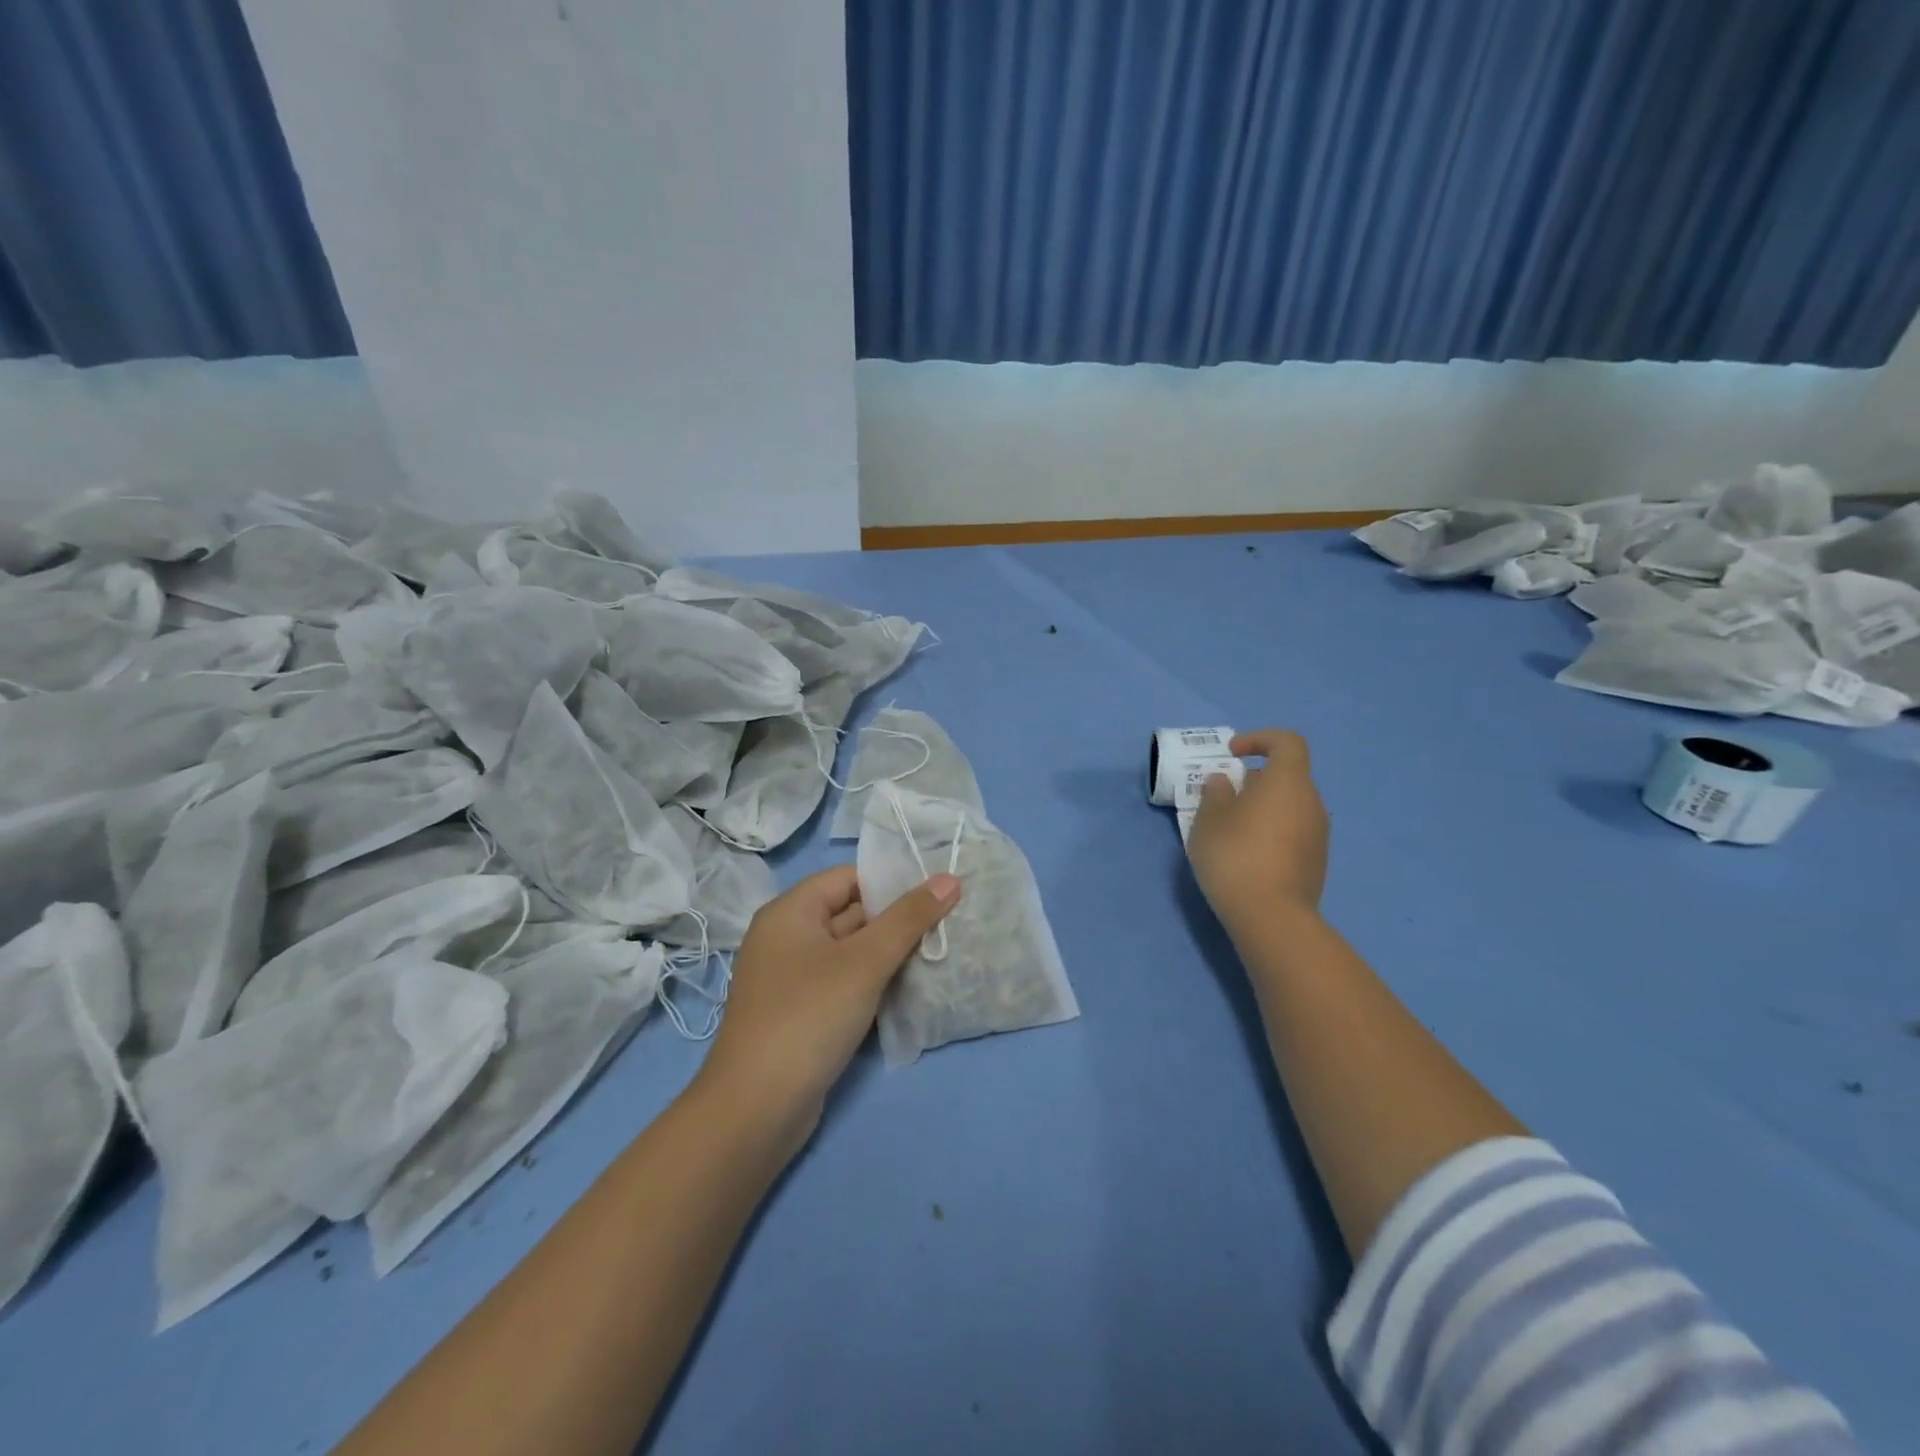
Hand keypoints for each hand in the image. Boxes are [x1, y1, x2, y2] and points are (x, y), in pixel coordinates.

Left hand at [695, 864, 961, 1141]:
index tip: (937, 892)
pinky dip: (874, 983)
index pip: (848, 878)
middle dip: (897, 919)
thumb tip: (950, 878)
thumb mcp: (864, 962)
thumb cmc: (808, 1017)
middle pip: (850, 913)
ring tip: (940, 952)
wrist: (756, 1110)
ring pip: (850, 952)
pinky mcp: (802, 1014)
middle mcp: (787, 938)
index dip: (891, 881)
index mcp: (790, 912)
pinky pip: (844, 983)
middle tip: (949, 923)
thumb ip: (908, 918)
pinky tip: (911, 990)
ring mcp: (792, 979)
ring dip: (890, 954)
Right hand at [1185, 729, 1328, 932]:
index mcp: (1288, 782)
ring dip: (1261, 808)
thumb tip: (1224, 781)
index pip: (1287, 742)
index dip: (1259, 740)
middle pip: (1287, 776)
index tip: (1231, 754)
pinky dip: (1271, 831)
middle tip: (1222, 798)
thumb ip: (1215, 793)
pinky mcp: (1316, 862)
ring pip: (1289, 806)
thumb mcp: (1209, 820)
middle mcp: (1311, 802)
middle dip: (1253, 780)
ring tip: (1229, 829)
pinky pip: (1292, 832)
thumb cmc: (1235, 856)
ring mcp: (1318, 834)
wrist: (1271, 918)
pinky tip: (1246, 855)